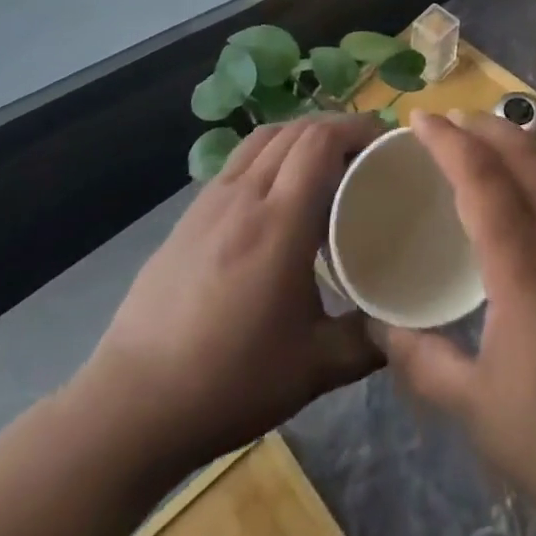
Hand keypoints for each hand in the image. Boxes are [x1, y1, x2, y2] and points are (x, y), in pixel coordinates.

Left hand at [74, 112, 386, 473]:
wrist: (130, 408)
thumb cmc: (228, 382)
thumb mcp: (312, 369)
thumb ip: (367, 342)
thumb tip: (404, 326)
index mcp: (279, 222)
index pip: (320, 140)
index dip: (356, 128)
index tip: (385, 143)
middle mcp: (244, 196)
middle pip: (295, 130)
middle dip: (336, 128)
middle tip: (364, 156)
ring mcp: (210, 202)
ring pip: (263, 138)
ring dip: (300, 136)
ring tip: (324, 165)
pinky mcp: (187, 217)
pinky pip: (238, 161)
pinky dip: (269, 155)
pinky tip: (275, 195)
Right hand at [380, 112, 535, 535]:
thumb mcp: (478, 412)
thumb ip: (424, 364)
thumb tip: (380, 327)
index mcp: (524, 268)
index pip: (482, 180)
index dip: (449, 142)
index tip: (421, 118)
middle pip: (527, 158)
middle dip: (488, 127)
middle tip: (453, 119)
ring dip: (521, 148)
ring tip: (491, 146)